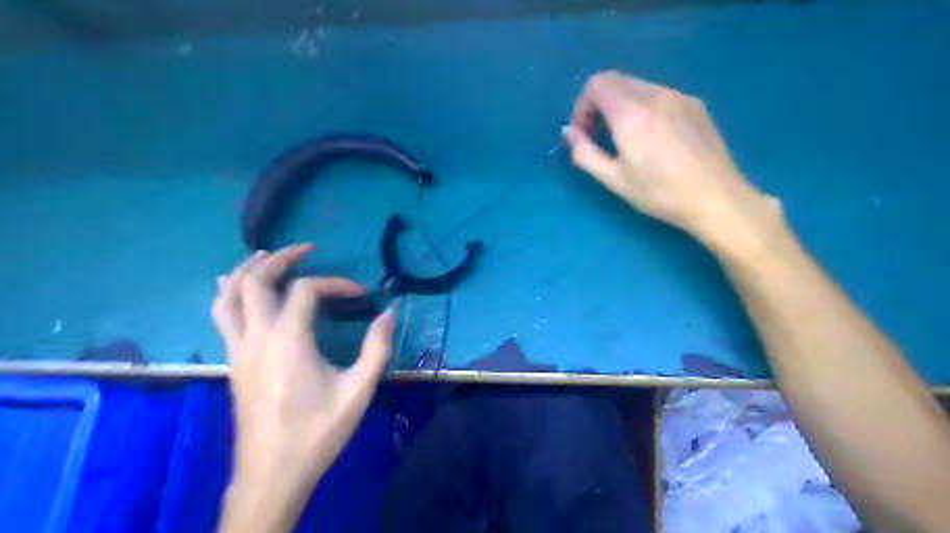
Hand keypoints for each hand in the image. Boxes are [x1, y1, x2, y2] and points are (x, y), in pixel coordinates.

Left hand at [213, 244, 394, 529]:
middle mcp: (257, 337)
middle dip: (280, 258)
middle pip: (255, 281)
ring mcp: (239, 351)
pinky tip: (241, 293)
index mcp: (288, 340)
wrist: (272, 474)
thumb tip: (389, 314)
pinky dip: (230, 295)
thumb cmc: (318, 431)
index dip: (336, 284)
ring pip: (227, 297)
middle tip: (305, 249)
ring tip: (264, 257)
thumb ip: (377, 348)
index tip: (360, 295)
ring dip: (245, 271)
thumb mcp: (358, 390)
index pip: (306, 290)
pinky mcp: (233, 364)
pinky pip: (223, 317)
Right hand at [563, 71, 778, 252]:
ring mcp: (678, 96)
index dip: (582, 105)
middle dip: (598, 104)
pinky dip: (643, 106)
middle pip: (615, 80)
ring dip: (620, 105)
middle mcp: (654, 95)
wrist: (715, 197)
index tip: (583, 133)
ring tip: (625, 138)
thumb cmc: (659, 193)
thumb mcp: (614, 179)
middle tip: (599, 136)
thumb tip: (568, 132)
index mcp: (631, 114)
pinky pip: (659, 94)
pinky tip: (652, 137)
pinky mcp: (694, 104)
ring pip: (637, 85)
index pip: (596, 84)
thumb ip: (585, 153)